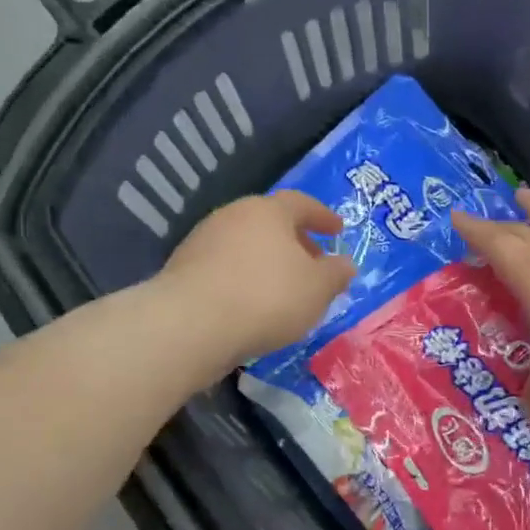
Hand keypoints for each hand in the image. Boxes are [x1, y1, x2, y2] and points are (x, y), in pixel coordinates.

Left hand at [157, 191, 356, 372]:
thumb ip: (336, 274)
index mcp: (268, 211)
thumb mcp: (318, 289)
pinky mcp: (184, 271)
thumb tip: (345, 264)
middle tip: (314, 264)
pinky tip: (254, 306)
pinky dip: (245, 280)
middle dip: (295, 242)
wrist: (191, 326)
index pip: (301, 203)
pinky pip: (226, 269)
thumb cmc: (267, 297)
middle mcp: (233, 216)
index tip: (338, 231)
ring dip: (268, 263)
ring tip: (285, 290)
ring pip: (246, 246)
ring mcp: (203, 242)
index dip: (323, 217)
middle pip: (271, 223)